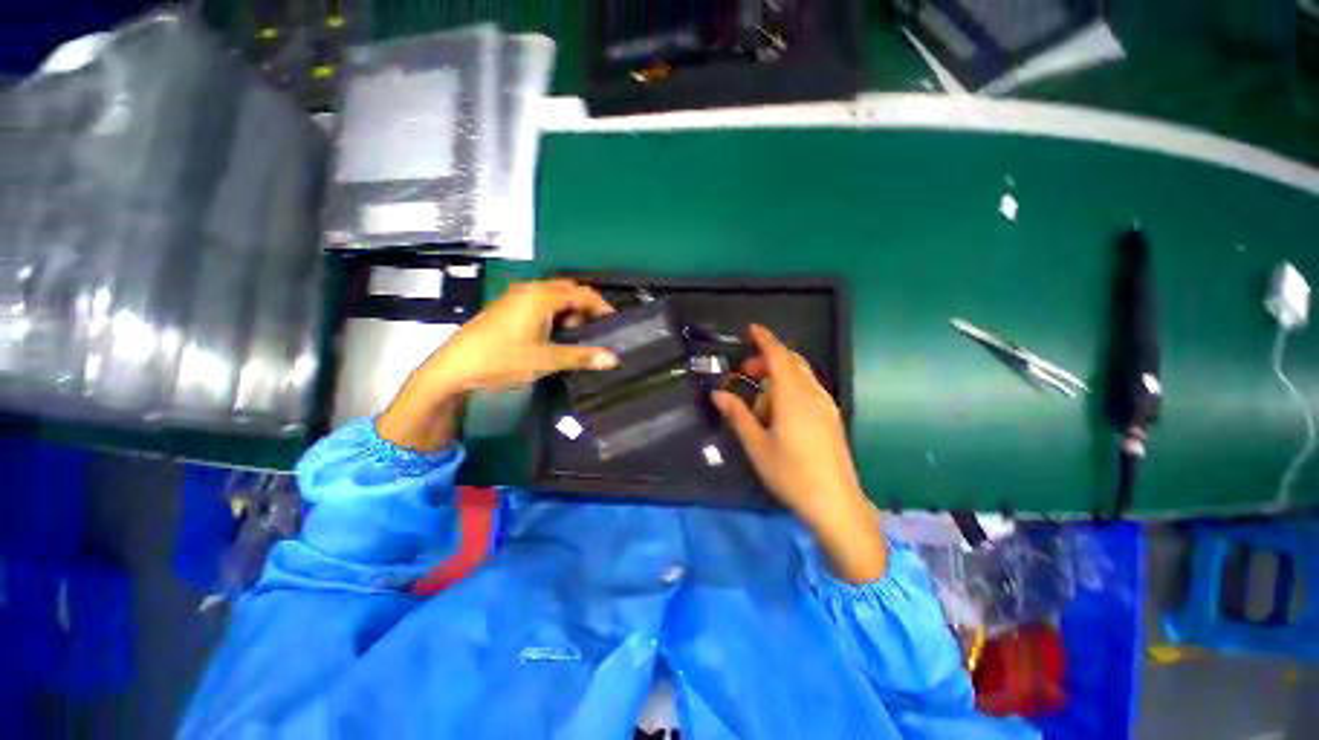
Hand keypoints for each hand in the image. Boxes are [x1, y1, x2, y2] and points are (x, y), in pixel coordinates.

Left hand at [378, 279, 616, 450]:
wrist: (454, 367)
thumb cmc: (503, 359)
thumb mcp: (547, 360)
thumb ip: (581, 357)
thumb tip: (613, 359)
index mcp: (542, 297)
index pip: (582, 293)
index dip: (601, 306)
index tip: (614, 322)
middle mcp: (530, 290)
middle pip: (567, 290)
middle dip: (584, 307)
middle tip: (594, 329)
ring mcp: (515, 297)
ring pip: (552, 296)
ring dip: (568, 311)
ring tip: (574, 335)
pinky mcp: (506, 307)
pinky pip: (538, 302)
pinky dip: (553, 313)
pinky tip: (552, 334)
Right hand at [712, 324, 885, 582]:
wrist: (836, 504)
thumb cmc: (791, 474)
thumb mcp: (757, 445)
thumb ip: (738, 415)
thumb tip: (717, 394)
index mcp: (793, 396)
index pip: (779, 356)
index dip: (764, 339)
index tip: (751, 329)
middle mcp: (813, 394)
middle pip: (792, 362)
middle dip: (768, 360)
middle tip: (745, 373)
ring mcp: (826, 406)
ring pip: (801, 376)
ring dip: (778, 378)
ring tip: (759, 404)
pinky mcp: (832, 418)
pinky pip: (808, 391)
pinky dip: (790, 389)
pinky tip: (780, 414)